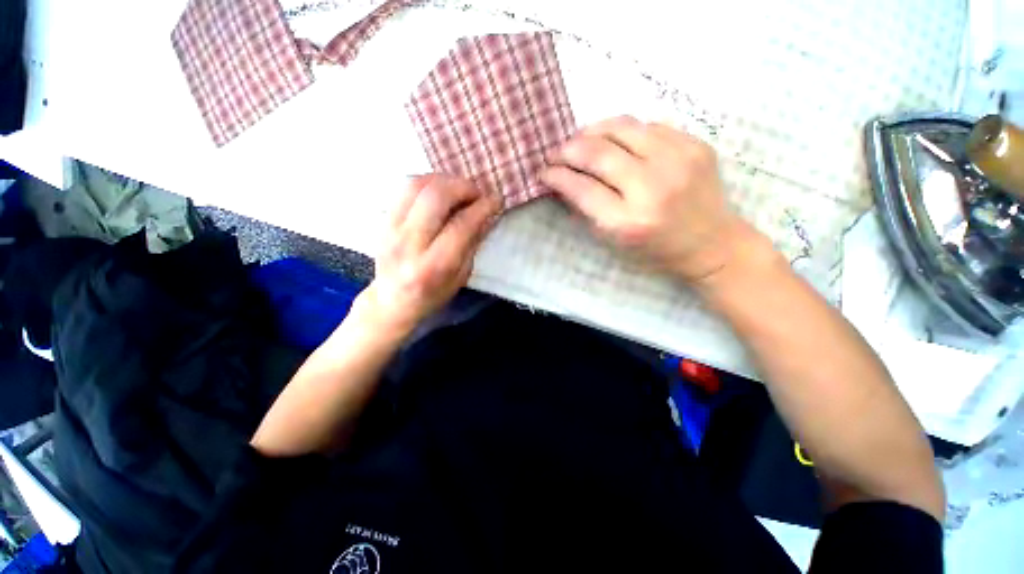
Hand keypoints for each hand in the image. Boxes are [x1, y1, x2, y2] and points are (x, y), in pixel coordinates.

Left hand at [359, 175, 499, 335]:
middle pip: (436, 197)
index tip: (495, 200)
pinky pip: (405, 188)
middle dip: (463, 187)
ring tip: (459, 189)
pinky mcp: (383, 219)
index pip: (461, 225)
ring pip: (417, 185)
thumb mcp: (461, 276)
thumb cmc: (433, 294)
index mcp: (434, 265)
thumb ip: (472, 243)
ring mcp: (391, 228)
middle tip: (477, 193)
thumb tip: (487, 214)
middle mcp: (409, 243)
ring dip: (444, 180)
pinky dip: (427, 182)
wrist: (392, 300)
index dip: (482, 207)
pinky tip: (440, 191)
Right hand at [542, 116, 754, 282]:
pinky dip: (624, 131)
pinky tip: (616, 142)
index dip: (557, 176)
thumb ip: (586, 210)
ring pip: (623, 127)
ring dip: (593, 130)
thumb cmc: (656, 251)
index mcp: (628, 221)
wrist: (712, 244)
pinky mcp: (695, 145)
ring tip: (581, 140)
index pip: (581, 188)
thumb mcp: (613, 241)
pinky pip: (649, 125)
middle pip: (598, 152)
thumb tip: (563, 182)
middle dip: (568, 149)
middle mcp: (652, 187)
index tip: (544, 171)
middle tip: (557, 153)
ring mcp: (678, 160)